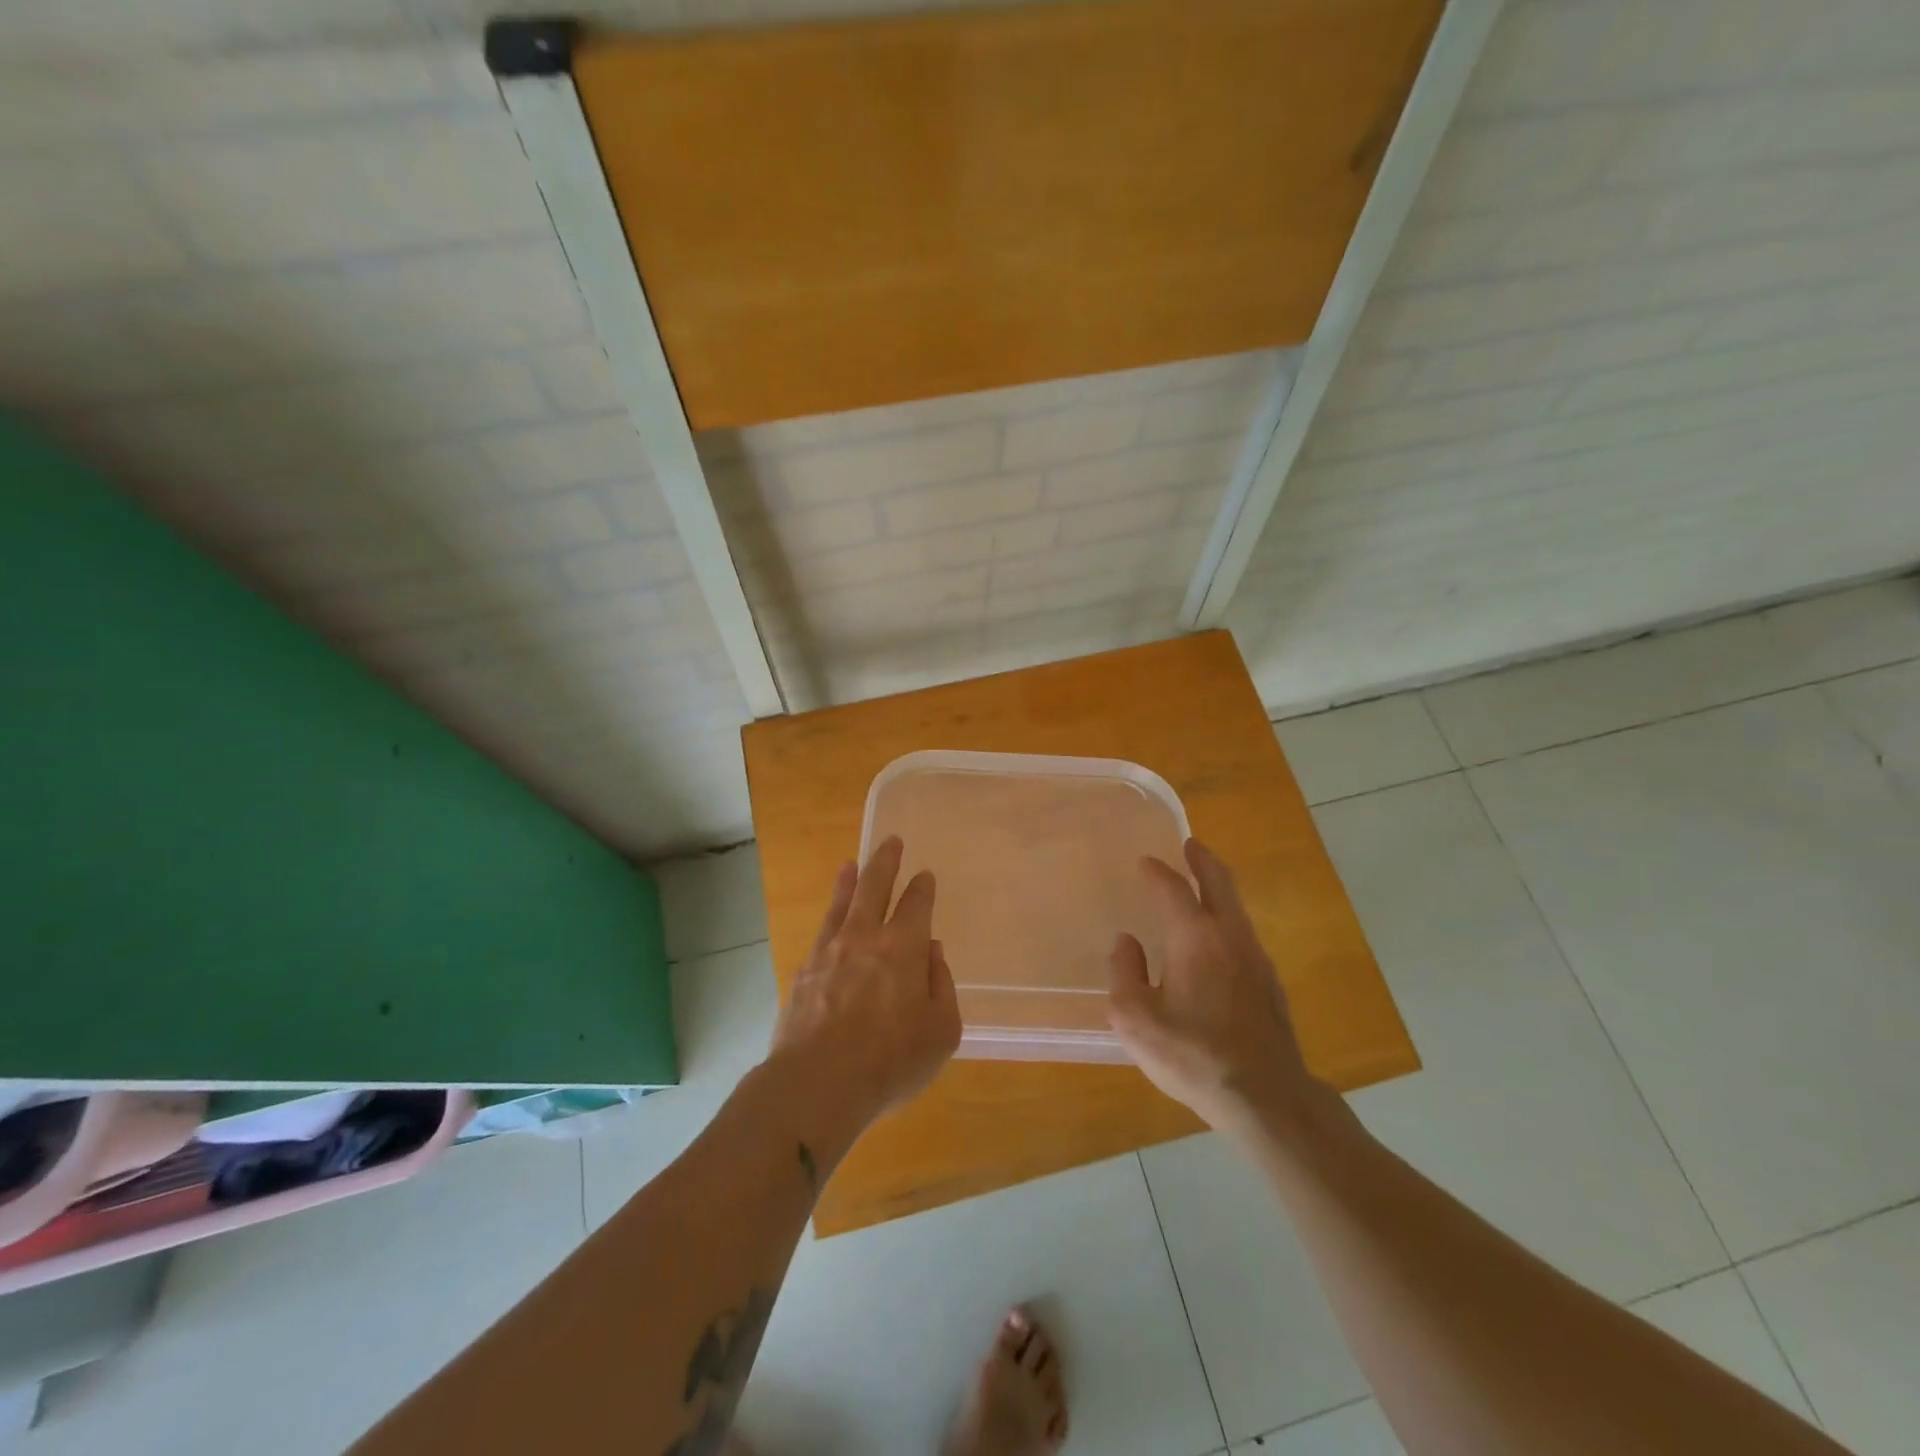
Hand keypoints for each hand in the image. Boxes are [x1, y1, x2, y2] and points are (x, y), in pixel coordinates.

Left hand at [771, 836, 961, 1127]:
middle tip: (891, 842)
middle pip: (874, 888)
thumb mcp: (941, 1030)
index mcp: (902, 947)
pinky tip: (830, 923)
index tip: (925, 876)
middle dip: (885, 862)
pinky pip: (820, 934)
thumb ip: (941, 985)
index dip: (922, 887)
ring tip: (850, 865)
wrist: (817, 1084)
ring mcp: (828, 953)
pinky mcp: (802, 974)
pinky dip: (829, 918)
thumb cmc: (891, 1060)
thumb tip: (931, 953)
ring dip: (849, 882)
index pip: (916, 904)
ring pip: (841, 905)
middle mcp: (864, 938)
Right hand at [1106, 838, 1322, 1134]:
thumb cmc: (1193, 1055)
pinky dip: (1227, 918)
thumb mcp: (1135, 1019)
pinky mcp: (1270, 984)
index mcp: (1195, 938)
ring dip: (1218, 888)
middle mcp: (1230, 937)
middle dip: (1203, 860)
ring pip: (1236, 908)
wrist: (1266, 1097)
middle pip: (1219, 883)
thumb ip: (1125, 973)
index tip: (1145, 861)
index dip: (1157, 872)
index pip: (1173, 889)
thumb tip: (1128, 943)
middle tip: (1190, 845)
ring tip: (1201, 885)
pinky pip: (1243, 934)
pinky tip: (1215, 940)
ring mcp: (1256, 960)